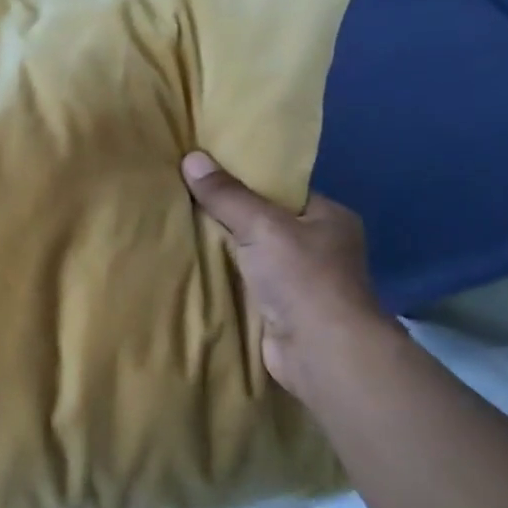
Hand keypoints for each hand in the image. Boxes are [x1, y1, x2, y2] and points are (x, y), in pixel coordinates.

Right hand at [180, 150, 390, 401]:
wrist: (319, 350)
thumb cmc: (302, 277)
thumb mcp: (261, 225)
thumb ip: (226, 195)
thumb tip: (191, 157)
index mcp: (329, 217)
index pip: (282, 190)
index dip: (246, 180)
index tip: (207, 172)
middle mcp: (319, 246)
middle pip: (263, 221)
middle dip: (227, 214)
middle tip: (184, 196)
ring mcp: (300, 280)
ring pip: (251, 253)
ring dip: (222, 248)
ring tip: (178, 226)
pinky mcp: (280, 308)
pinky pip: (243, 281)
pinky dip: (222, 276)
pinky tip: (191, 264)